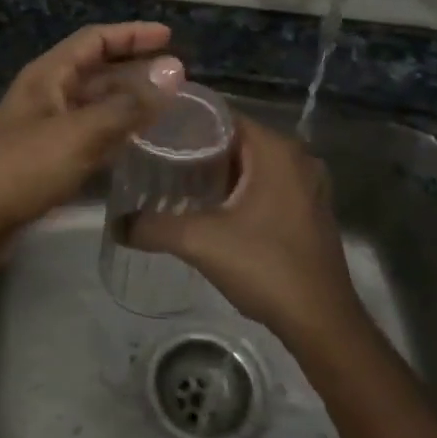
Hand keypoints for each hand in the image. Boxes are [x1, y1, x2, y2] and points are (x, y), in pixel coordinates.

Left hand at [0, 23, 183, 269]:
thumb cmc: (22, 169)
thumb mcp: (79, 133)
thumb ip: (128, 105)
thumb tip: (174, 70)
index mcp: (47, 75)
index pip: (94, 40)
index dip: (132, 34)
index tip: (170, 37)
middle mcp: (46, 95)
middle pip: (96, 71)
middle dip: (135, 70)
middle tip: (178, 78)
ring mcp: (46, 128)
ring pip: (95, 106)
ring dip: (128, 103)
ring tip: (169, 109)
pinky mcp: (47, 160)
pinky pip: (89, 136)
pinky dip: (115, 134)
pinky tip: (140, 145)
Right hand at [128, 116, 365, 347]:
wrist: (321, 322)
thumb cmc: (265, 266)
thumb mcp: (200, 242)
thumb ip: (153, 226)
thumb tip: (116, 224)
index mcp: (276, 150)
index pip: (221, 116)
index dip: (183, 121)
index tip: (149, 132)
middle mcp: (296, 158)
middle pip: (234, 140)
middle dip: (194, 149)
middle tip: (153, 158)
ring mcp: (306, 185)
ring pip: (249, 165)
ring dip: (215, 172)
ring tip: (171, 181)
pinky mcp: (308, 210)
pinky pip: (264, 185)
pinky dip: (236, 190)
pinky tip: (207, 208)